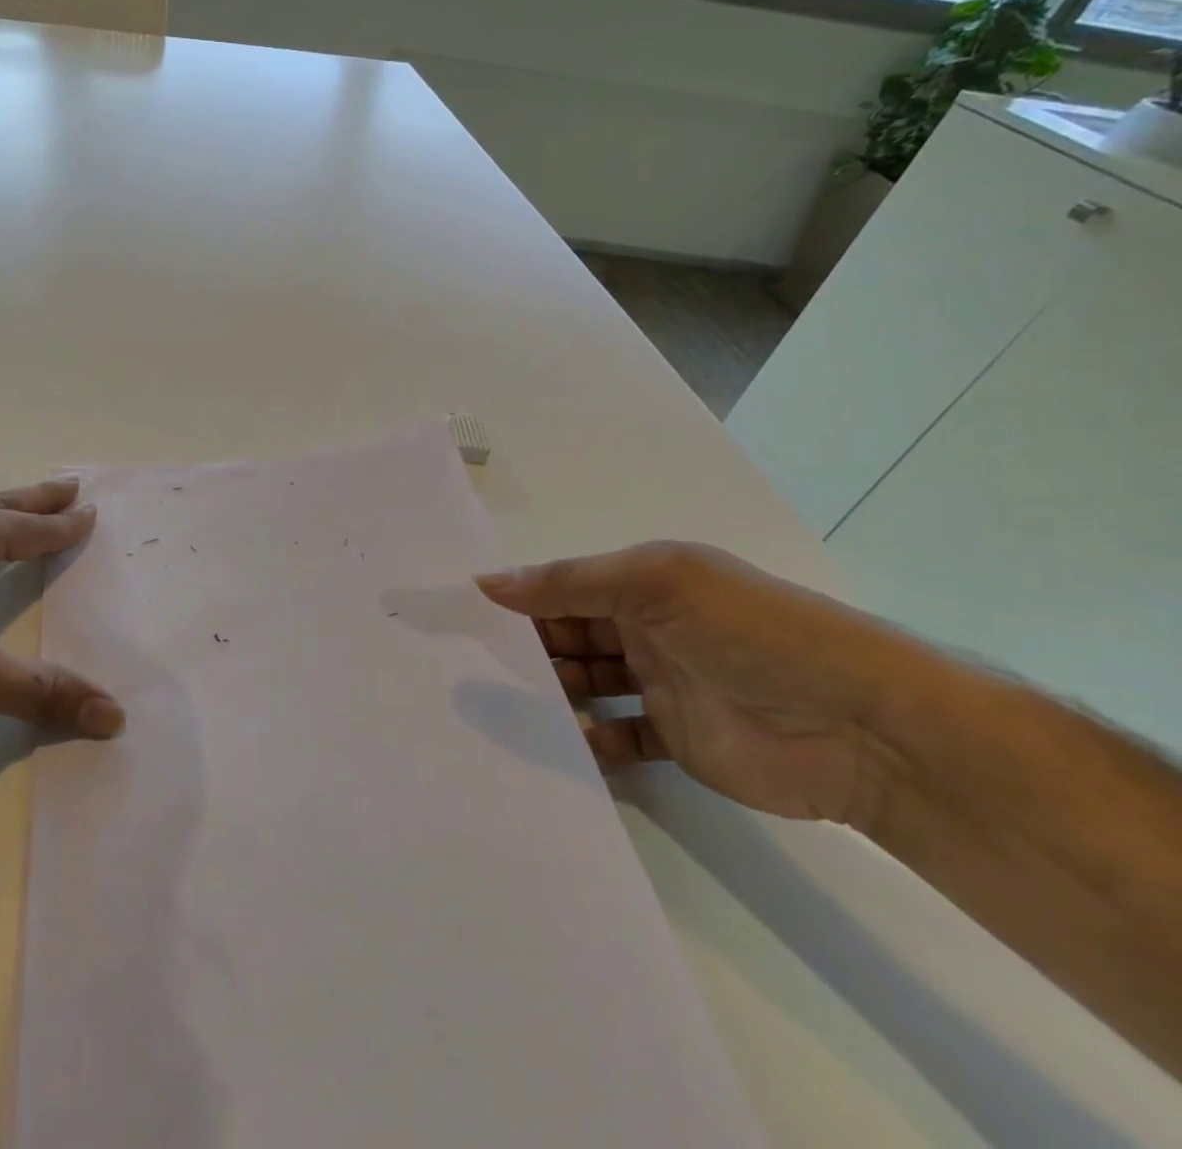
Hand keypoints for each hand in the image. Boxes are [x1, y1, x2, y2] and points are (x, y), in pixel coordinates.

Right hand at [476, 543, 931, 828]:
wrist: (862, 727)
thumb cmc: (750, 632)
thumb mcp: (656, 583)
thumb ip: (569, 583)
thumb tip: (486, 581)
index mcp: (643, 584)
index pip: (564, 588)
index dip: (520, 599)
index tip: (465, 618)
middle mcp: (646, 629)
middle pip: (568, 637)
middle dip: (527, 649)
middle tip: (472, 669)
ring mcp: (660, 685)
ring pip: (585, 685)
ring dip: (551, 694)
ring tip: (507, 709)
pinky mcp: (675, 739)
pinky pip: (615, 738)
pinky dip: (587, 741)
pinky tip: (563, 745)